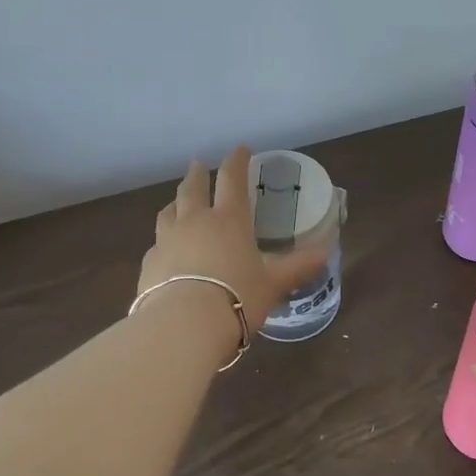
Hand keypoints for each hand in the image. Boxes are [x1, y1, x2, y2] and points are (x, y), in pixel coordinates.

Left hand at [138, 147, 333, 346]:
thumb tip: (326, 253)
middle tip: (199, 166)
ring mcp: (167, 241)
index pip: (232, 179)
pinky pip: (157, 244)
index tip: (240, 149)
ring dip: (176, 203)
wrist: (183, 327)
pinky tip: (167, 252)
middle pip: (192, 188)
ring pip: (168, 212)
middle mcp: (194, 222)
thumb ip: (297, 267)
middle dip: (198, 174)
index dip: (237, 161)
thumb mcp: (273, 284)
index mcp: (228, 220)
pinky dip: (164, 241)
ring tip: (179, 203)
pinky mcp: (148, 264)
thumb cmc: (237, 299)